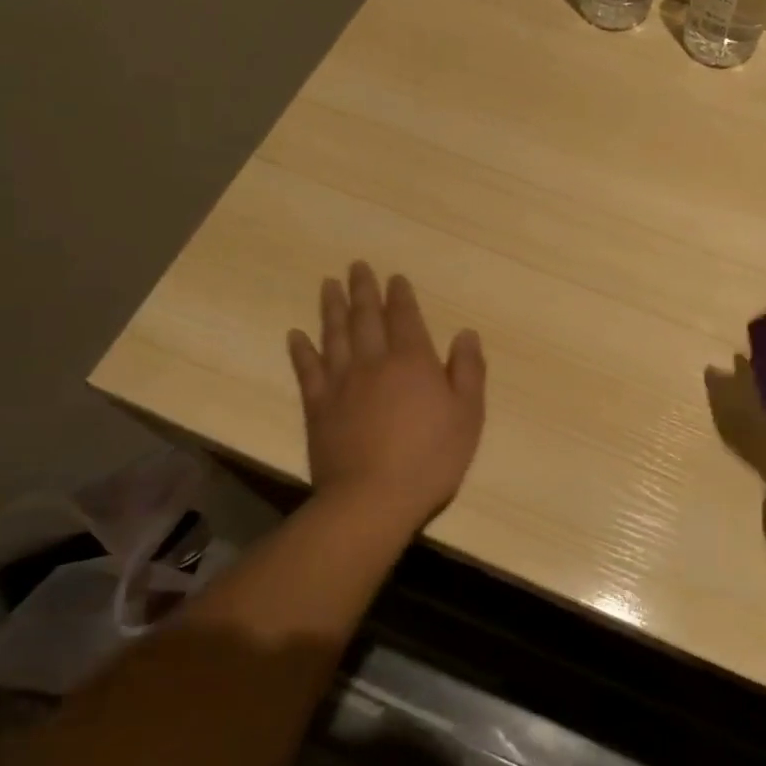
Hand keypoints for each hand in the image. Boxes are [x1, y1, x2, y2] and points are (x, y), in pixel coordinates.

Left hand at [288, 262, 485, 530]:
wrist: (373, 498)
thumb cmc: (431, 458)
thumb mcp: (468, 415)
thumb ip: (467, 371)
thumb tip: (465, 334)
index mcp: (412, 361)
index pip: (405, 317)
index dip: (400, 295)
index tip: (394, 277)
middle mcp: (374, 362)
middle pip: (366, 317)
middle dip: (363, 290)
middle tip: (356, 266)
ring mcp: (341, 383)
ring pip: (335, 335)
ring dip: (331, 307)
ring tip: (328, 284)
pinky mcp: (318, 407)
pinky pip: (308, 370)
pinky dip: (302, 350)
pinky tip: (296, 335)